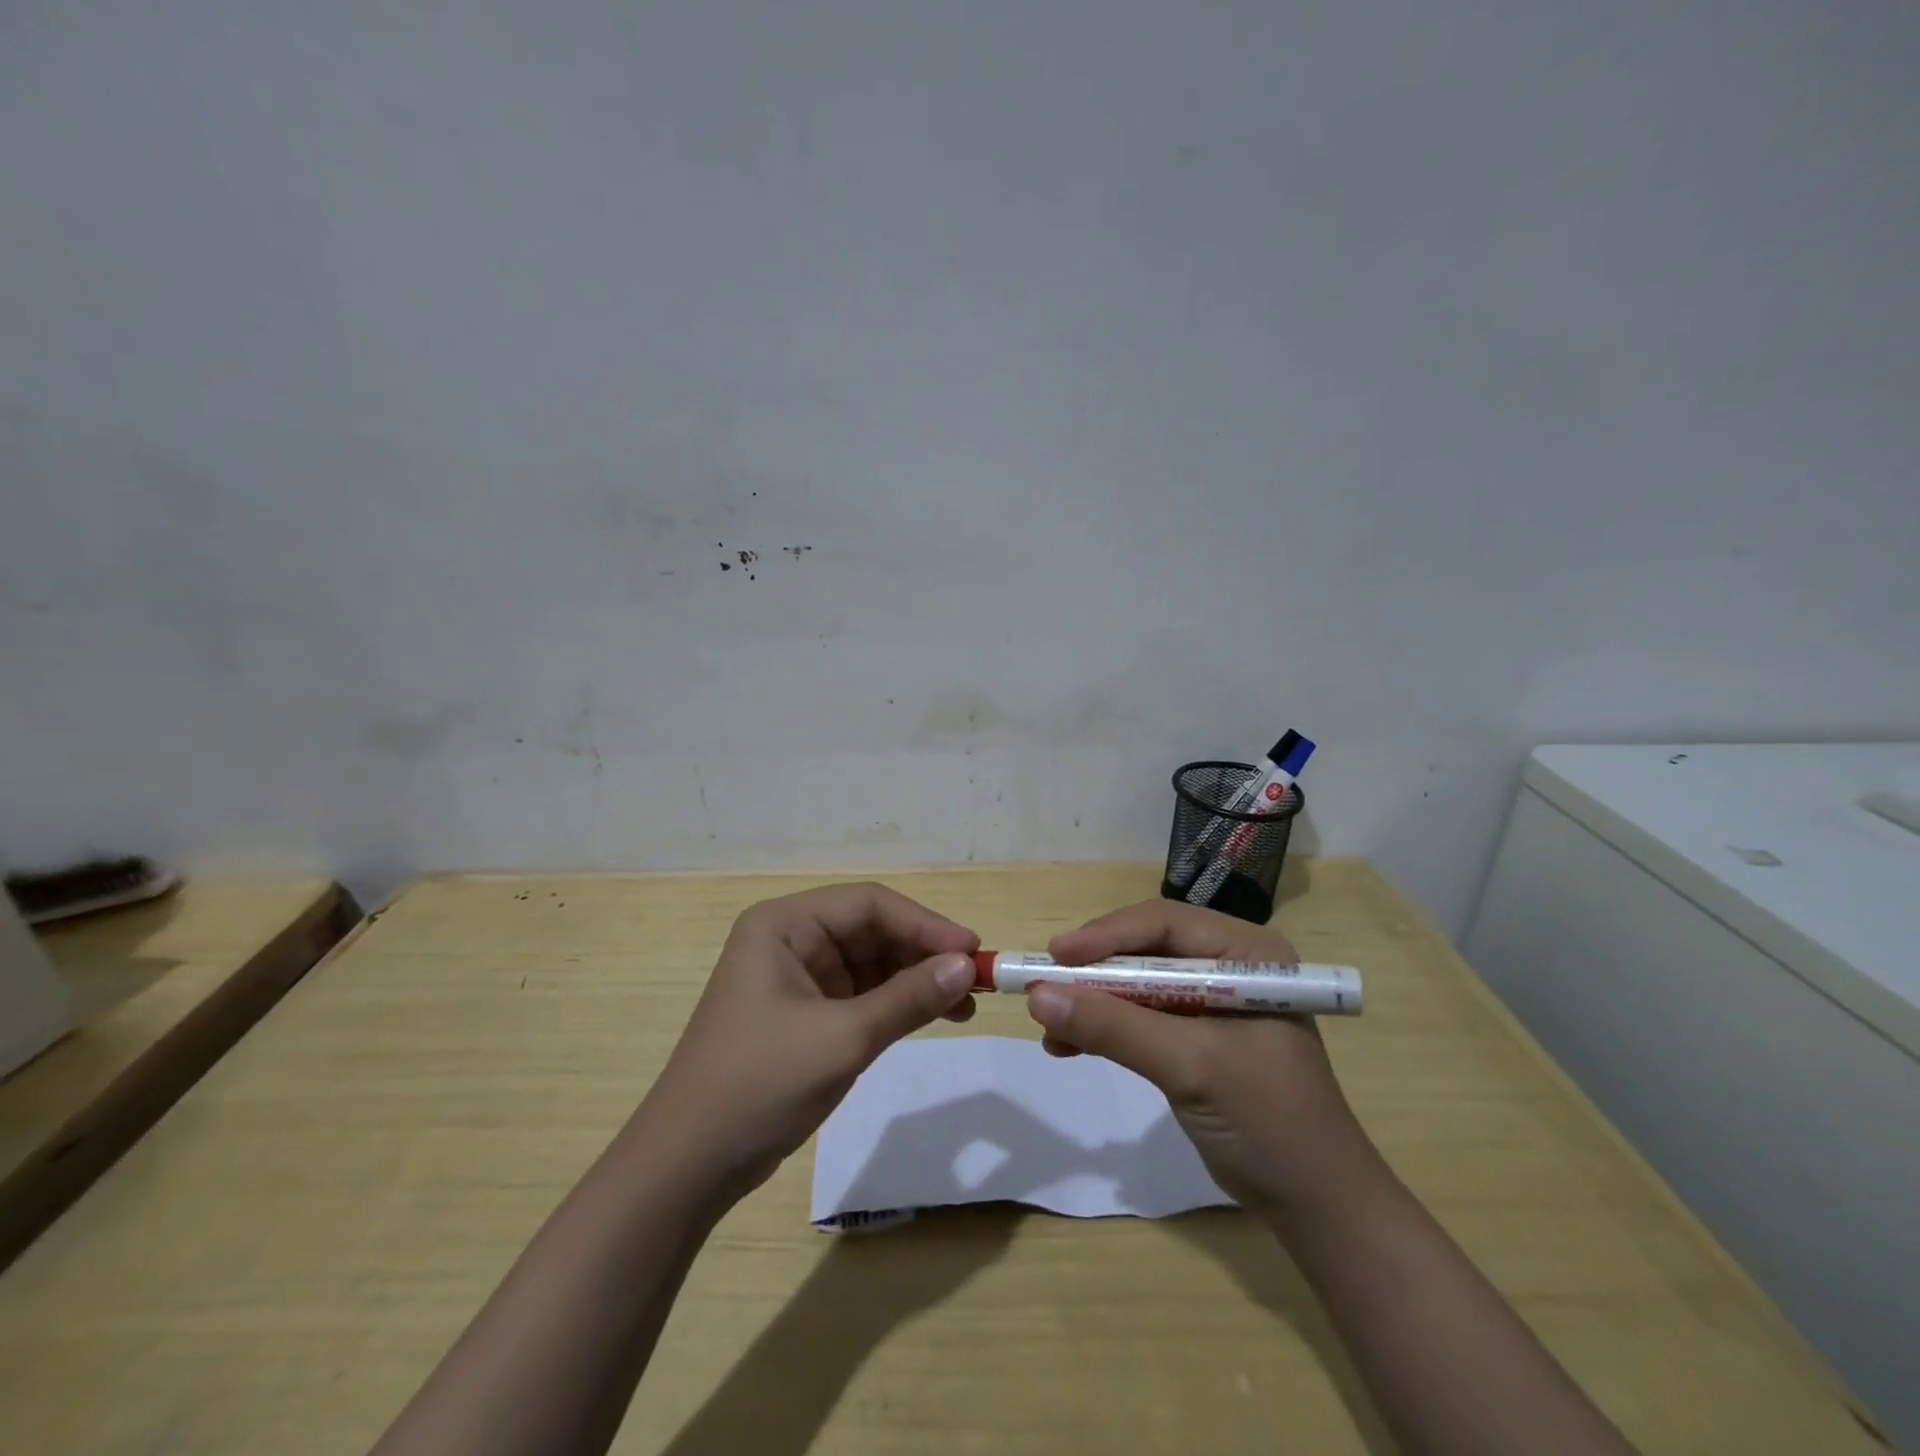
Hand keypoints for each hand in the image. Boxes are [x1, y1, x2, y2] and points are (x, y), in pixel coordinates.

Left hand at [640, 882, 979, 1202]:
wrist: (689, 1165)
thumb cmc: (760, 1084)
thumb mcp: (842, 1038)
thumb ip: (908, 998)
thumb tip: (967, 966)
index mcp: (784, 925)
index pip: (868, 904)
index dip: (924, 924)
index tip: (972, 951)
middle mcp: (790, 940)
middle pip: (871, 931)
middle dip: (923, 954)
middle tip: (975, 980)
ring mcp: (796, 978)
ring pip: (870, 963)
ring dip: (915, 980)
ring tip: (964, 1005)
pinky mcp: (803, 1014)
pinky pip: (860, 995)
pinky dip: (895, 1004)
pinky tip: (933, 1016)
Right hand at [1024, 899, 1370, 1216]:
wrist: (1316, 1207)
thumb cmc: (1269, 1122)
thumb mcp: (1191, 1066)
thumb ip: (1116, 1028)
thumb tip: (1037, 997)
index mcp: (1246, 953)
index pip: (1164, 923)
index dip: (1105, 935)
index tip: (1055, 955)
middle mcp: (1228, 965)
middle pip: (1144, 950)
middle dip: (1093, 972)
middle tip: (1045, 986)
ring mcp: (1211, 1002)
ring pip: (1135, 984)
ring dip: (1092, 1003)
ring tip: (1048, 1025)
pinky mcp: (1195, 1037)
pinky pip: (1138, 1018)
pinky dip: (1103, 1029)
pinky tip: (1067, 1046)